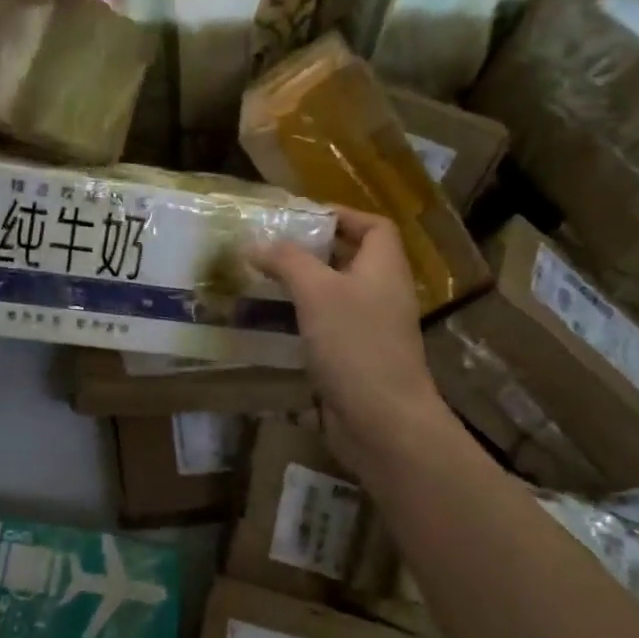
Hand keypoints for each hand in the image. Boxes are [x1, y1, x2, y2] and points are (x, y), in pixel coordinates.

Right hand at [252, 210, 463, 478]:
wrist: (382, 422)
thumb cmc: (355, 345)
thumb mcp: (317, 292)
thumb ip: (287, 261)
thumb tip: (255, 242)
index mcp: (384, 268)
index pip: (374, 226)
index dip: (342, 215)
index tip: (301, 219)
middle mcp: (382, 293)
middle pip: (351, 259)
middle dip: (312, 251)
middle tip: (270, 249)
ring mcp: (370, 329)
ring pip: (335, 295)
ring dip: (302, 287)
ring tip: (262, 282)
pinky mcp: (355, 359)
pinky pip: (328, 327)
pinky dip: (303, 320)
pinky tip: (272, 324)